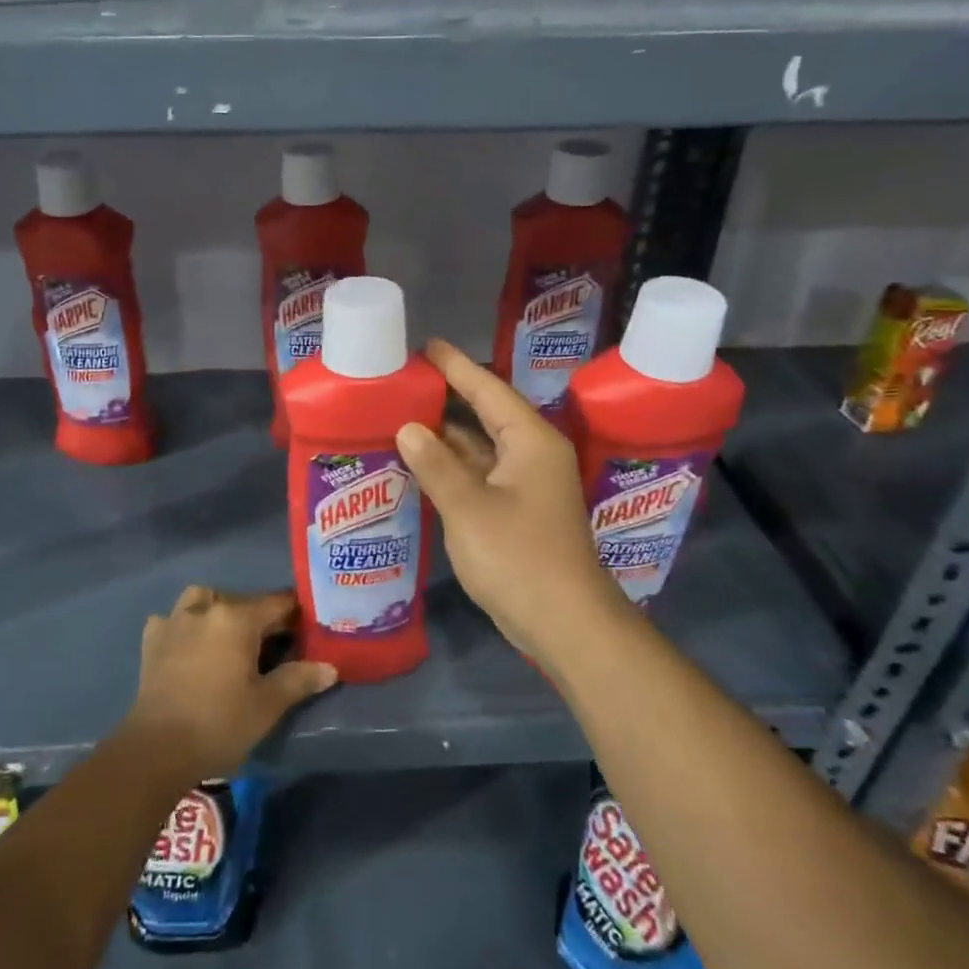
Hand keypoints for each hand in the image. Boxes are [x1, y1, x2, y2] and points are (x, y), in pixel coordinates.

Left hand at [124, 587, 337, 781]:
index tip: (308, 628)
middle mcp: (207, 608)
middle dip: (261, 617)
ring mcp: (175, 620)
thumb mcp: (267, 705)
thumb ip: (299, 680)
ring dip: (219, 610)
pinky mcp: (153, 639)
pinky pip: (174, 619)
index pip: (277, 603)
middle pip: (243, 601)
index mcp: (238, 618)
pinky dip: (185, 625)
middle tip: (274, 644)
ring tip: (229, 636)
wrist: (157, 749)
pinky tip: (190, 645)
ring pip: (204, 599)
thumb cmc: (219, 724)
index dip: (296, 614)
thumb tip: (329, 667)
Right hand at [395, 339, 624, 662]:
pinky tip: (421, 463)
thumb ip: (435, 464)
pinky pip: (481, 474)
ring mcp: (527, 484)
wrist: (565, 623)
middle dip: (449, 397)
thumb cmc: (519, 557)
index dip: (456, 366)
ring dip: (447, 435)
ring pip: (482, 447)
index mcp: (531, 441)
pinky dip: (453, 466)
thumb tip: (409, 428)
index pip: (488, 389)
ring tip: (403, 414)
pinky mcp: (518, 511)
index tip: (426, 345)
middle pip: (486, 413)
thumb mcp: (468, 507)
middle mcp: (532, 454)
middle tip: (406, 379)